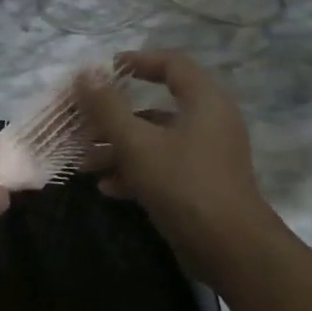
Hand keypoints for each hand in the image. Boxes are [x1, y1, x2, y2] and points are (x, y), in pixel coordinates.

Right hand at [76, 51, 280, 258]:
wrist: (230, 249)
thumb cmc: (183, 183)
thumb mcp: (136, 142)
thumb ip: (107, 107)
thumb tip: (84, 73)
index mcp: (204, 102)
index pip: (172, 64)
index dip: (137, 61)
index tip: (104, 70)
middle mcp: (209, 124)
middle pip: (155, 107)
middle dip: (113, 117)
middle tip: (81, 123)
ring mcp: (206, 157)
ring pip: (155, 141)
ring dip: (117, 148)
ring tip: (83, 163)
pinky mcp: (200, 186)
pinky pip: (162, 167)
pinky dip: (134, 172)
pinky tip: (106, 187)